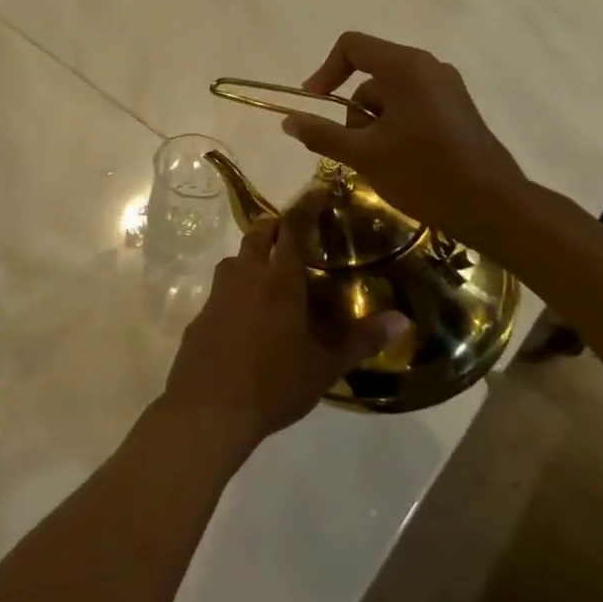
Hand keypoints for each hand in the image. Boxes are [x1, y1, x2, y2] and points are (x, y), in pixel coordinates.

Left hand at [159, 218, 386, 452]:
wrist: (208, 409)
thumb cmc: (273, 384)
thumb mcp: (324, 366)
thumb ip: (361, 340)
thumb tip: (402, 320)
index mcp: (279, 281)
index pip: (292, 229)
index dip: (305, 207)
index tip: (317, 191)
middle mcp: (245, 276)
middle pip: (257, 235)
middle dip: (275, 225)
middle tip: (293, 230)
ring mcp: (218, 294)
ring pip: (235, 259)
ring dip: (252, 254)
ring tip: (270, 270)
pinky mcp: (200, 315)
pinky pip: (221, 289)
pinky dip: (236, 287)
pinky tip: (246, 313)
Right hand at [281, 31, 533, 239]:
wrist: (493, 207)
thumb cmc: (424, 174)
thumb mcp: (364, 155)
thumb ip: (322, 134)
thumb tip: (288, 120)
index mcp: (405, 67)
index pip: (351, 46)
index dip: (324, 72)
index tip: (314, 104)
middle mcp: (428, 67)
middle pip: (369, 75)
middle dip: (353, 111)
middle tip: (356, 151)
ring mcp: (446, 87)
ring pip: (389, 95)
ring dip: (373, 124)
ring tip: (381, 163)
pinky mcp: (456, 108)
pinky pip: (410, 105)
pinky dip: (394, 127)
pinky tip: (401, 161)